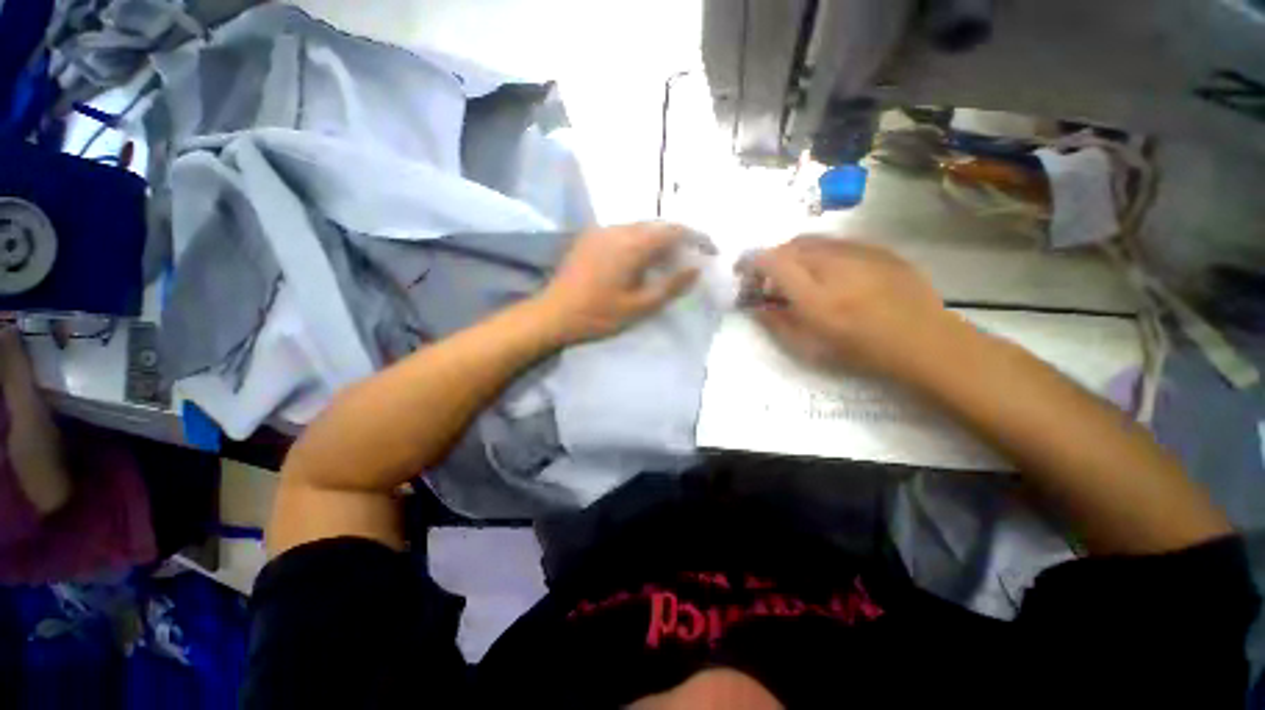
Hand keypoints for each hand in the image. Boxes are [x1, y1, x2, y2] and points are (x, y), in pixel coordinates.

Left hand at [538, 223, 708, 343]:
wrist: (552, 315)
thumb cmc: (597, 315)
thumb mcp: (639, 307)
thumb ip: (670, 286)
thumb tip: (696, 268)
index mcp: (631, 245)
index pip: (673, 230)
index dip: (696, 237)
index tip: (710, 250)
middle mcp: (617, 229)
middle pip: (657, 224)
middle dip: (679, 237)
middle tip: (690, 258)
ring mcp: (600, 231)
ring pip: (640, 227)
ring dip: (658, 239)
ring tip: (668, 260)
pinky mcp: (589, 238)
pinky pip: (623, 231)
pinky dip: (640, 240)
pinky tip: (640, 260)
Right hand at [738, 236, 959, 380]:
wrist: (924, 342)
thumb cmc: (861, 352)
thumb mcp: (809, 348)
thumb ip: (776, 324)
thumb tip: (755, 307)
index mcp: (815, 297)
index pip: (772, 262)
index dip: (751, 262)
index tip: (743, 272)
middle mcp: (834, 266)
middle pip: (789, 247)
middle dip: (771, 259)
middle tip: (770, 279)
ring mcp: (859, 253)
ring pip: (812, 240)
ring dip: (793, 254)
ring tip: (796, 274)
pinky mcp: (877, 249)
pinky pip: (836, 242)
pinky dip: (819, 252)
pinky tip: (827, 271)